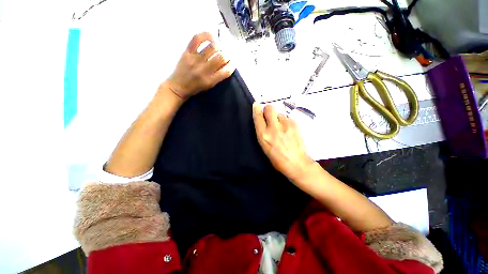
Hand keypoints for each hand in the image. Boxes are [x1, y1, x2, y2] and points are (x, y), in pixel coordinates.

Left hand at [166, 32, 234, 99]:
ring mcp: (195, 60)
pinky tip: (211, 37)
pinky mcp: (187, 52)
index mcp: (210, 81)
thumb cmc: (196, 88)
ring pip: (212, 47)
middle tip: (226, 54)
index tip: (233, 62)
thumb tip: (227, 64)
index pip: (226, 71)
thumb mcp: (209, 86)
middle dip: (227, 54)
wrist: (178, 87)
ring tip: (219, 47)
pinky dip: (206, 35)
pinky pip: (197, 39)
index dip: (233, 65)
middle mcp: (204, 70)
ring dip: (219, 46)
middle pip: (221, 57)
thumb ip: (218, 76)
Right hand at [253, 103, 315, 181]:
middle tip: (270, 116)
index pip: (258, 116)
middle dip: (268, 109)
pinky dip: (286, 122)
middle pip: (269, 108)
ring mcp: (285, 125)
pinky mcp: (295, 124)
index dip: (256, 109)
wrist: (297, 163)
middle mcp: (274, 128)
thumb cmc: (277, 159)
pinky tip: (288, 130)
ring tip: (282, 127)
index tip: (256, 105)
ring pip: (280, 113)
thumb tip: (263, 121)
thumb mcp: (264, 147)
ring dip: (279, 118)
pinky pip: (288, 118)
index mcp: (263, 135)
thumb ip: (263, 132)